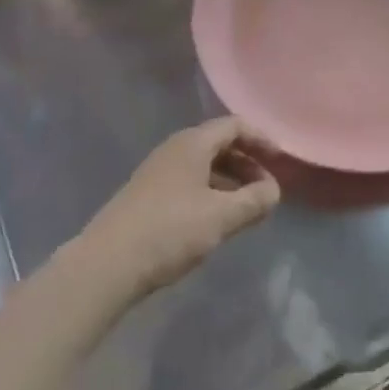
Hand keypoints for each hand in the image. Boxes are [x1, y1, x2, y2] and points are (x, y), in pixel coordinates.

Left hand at [78, 117, 280, 300]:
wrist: (107, 263)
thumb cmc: (170, 231)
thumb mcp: (221, 217)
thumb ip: (254, 201)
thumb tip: (274, 190)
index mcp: (193, 143)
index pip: (234, 126)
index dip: (261, 139)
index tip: (281, 160)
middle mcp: (174, 148)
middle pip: (219, 143)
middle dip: (247, 162)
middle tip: (266, 188)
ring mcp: (158, 171)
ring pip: (203, 164)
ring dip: (229, 179)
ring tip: (246, 207)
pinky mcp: (148, 194)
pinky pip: (189, 181)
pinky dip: (210, 191)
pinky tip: (215, 219)